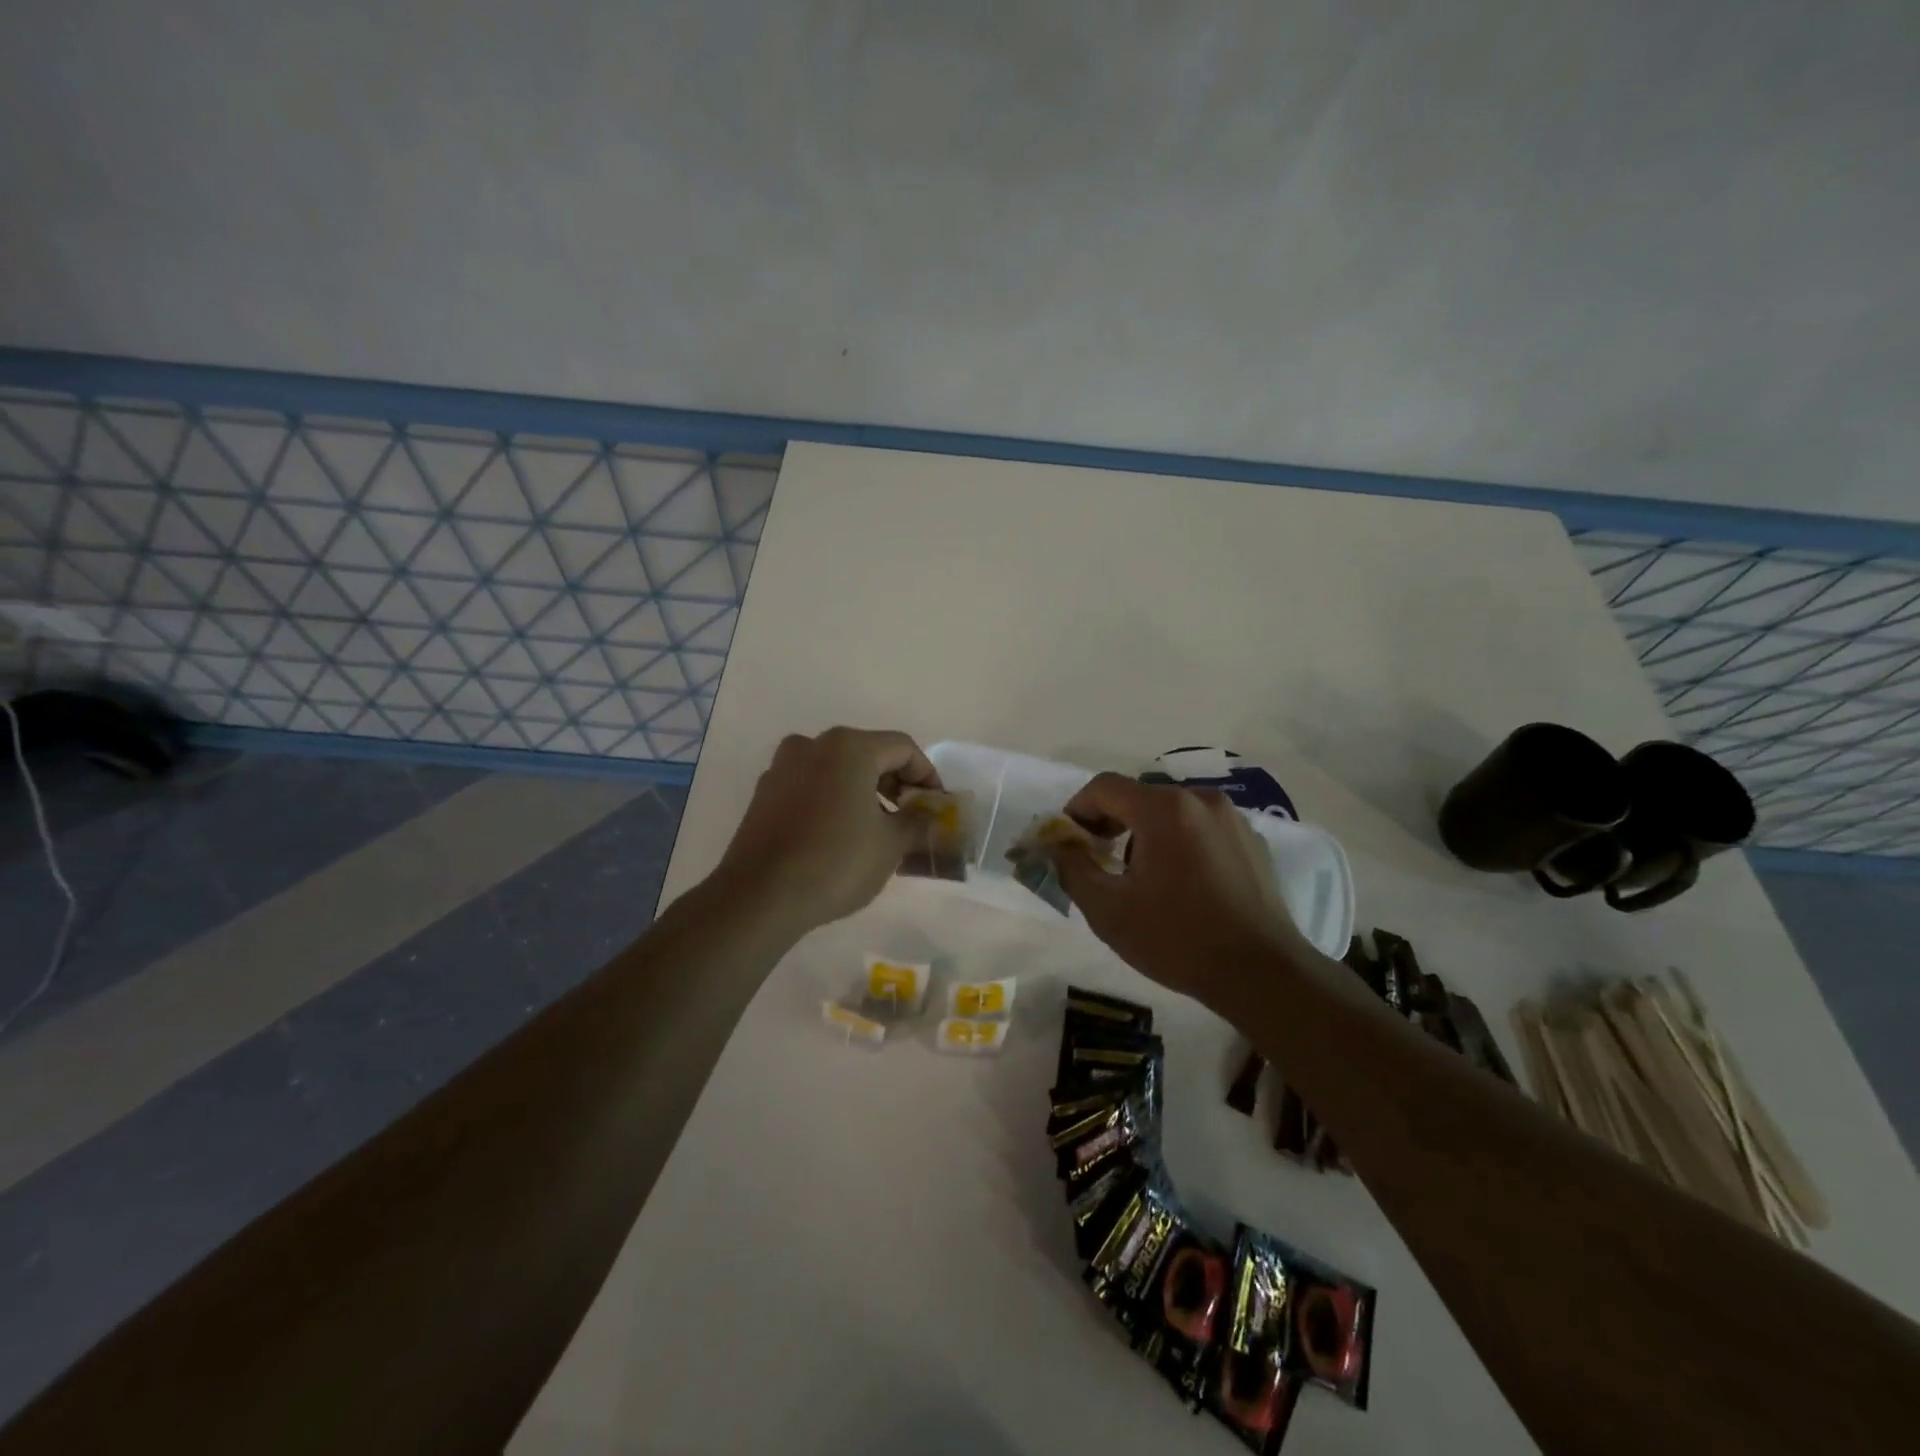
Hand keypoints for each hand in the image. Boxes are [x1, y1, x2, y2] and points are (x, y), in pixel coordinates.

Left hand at [716, 727, 940, 933]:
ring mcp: (783, 767)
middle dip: (894, 783)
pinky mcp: (764, 793)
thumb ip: (917, 821)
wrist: (760, 897)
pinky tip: (840, 834)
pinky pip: (811, 786)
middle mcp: (813, 745)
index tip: (936, 805)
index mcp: (849, 747)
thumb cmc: (836, 862)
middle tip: (910, 816)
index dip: (927, 775)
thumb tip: (931, 815)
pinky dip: (833, 800)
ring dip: (863, 792)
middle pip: (868, 754)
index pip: (902, 748)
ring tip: (877, 828)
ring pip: (837, 769)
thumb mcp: (891, 844)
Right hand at [1051, 773, 1303, 1005]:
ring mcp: (1233, 819)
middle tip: (1097, 860)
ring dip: (1145, 833)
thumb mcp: (1108, 910)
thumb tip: (1055, 846)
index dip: (1077, 809)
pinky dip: (1180, 843)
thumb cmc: (1177, 939)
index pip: (1104, 787)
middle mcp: (1201, 800)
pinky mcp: (1253, 842)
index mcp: (1165, 809)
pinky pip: (1201, 829)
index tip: (1068, 843)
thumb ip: (1072, 869)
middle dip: (1110, 823)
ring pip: (1172, 812)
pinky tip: (1181, 885)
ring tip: (1141, 878)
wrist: (1262, 974)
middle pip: (1139, 797)